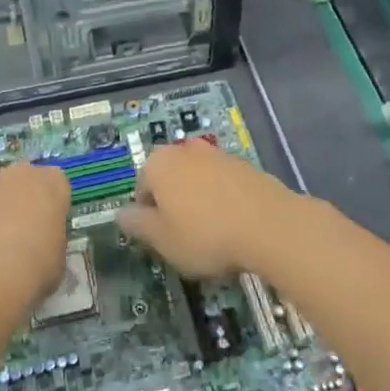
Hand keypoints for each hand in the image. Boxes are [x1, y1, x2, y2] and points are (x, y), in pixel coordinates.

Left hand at [0, 161, 70, 317]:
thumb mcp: (58, 256)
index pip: (55, 184)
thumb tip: (40, 243)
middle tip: (17, 236)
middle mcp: (20, 173)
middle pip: (21, 182)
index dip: (50, 206)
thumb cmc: (35, 267)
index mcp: (52, 183)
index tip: (46, 228)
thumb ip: (50, 238)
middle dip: (18, 202)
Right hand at [117, 141, 296, 277]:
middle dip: (174, 204)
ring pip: (197, 180)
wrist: (268, 224)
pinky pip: (222, 183)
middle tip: (185, 236)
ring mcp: (216, 154)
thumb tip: (120, 213)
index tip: (163, 240)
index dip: (149, 217)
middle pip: (169, 179)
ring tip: (213, 232)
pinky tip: (234, 224)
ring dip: (199, 200)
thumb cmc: (205, 234)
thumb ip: (138, 224)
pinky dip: (223, 199)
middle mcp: (184, 150)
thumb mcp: (162, 239)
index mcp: (158, 164)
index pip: (141, 189)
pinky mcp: (243, 164)